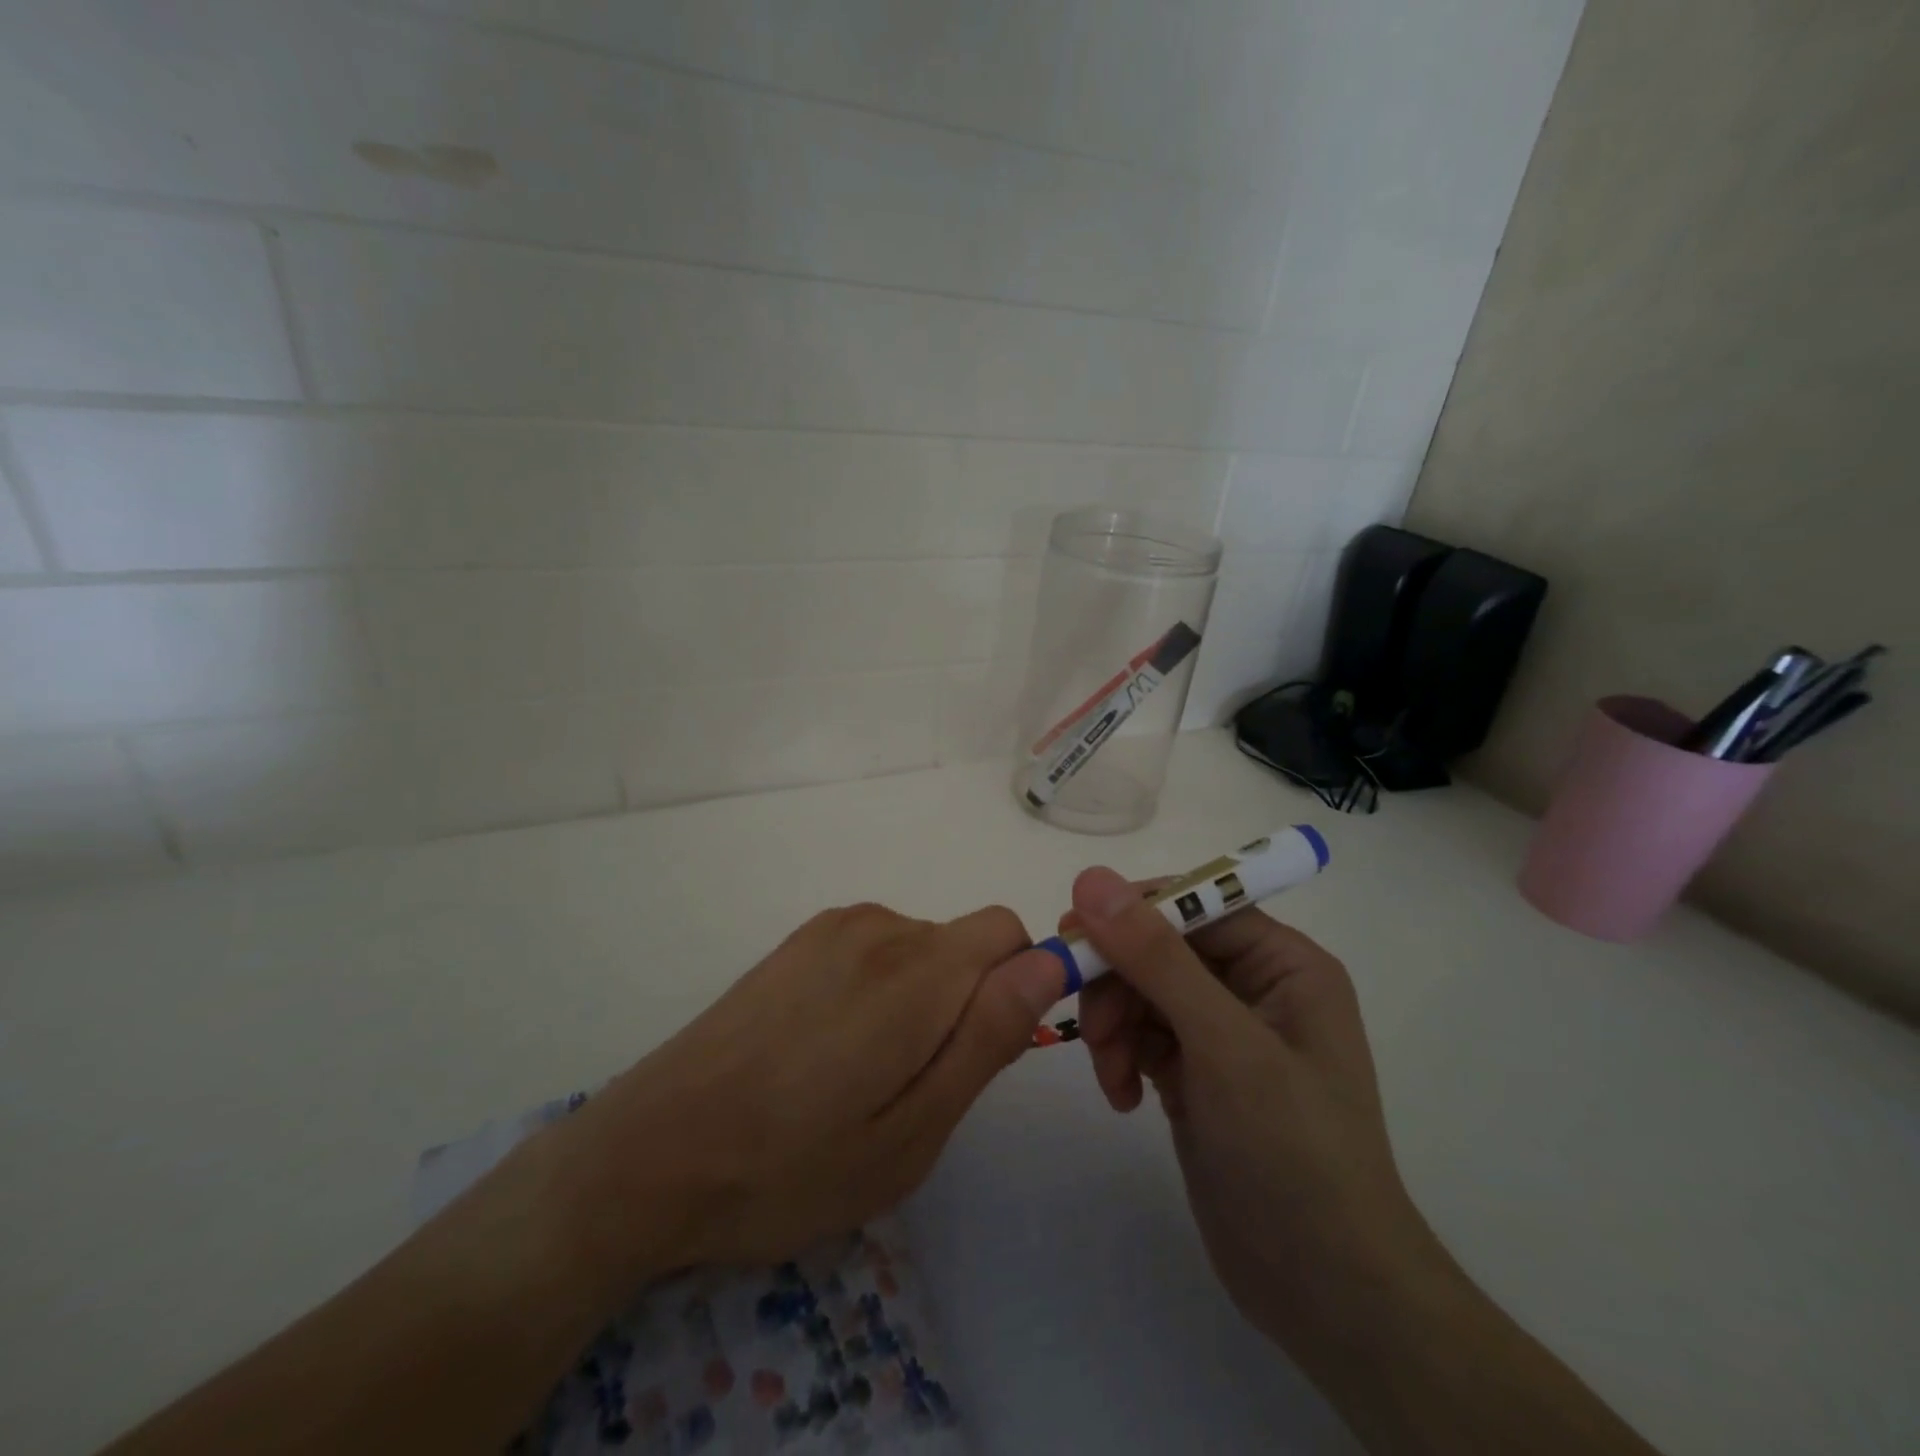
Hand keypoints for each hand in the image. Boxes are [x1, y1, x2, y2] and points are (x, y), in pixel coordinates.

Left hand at [563, 901, 1061, 1279]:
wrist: (653, 1151)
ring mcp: (832, 928)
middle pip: (964, 943)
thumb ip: (987, 1036)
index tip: (986, 1050)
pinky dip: (878, 988)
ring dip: (920, 999)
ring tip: (863, 1076)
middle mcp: (879, 926)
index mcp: (917, 970)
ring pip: (920, 947)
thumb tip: (1048, 963)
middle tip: (913, 1087)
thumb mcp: (912, 1131)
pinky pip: (875, 949)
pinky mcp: (798, 941)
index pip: (1009, 932)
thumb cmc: (793, 1164)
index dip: (1019, 984)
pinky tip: (826, 1049)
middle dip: (965, 1002)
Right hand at [1065, 867, 1443, 1360]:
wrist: (1325, 1293)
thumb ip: (1156, 957)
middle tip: (1089, 1027)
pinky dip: (1121, 1058)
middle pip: (1158, 948)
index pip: (1196, 904)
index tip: (1074, 929)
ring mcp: (1221, 1032)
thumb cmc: (1291, 1152)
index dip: (1134, 911)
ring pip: (1140, 992)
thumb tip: (1092, 877)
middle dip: (1119, 984)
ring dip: (1113, 1027)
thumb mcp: (1223, 1044)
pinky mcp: (1195, 1073)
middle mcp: (1253, 987)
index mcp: (1283, 963)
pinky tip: (1122, 1099)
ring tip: (1112, 1077)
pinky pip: (1140, 1035)